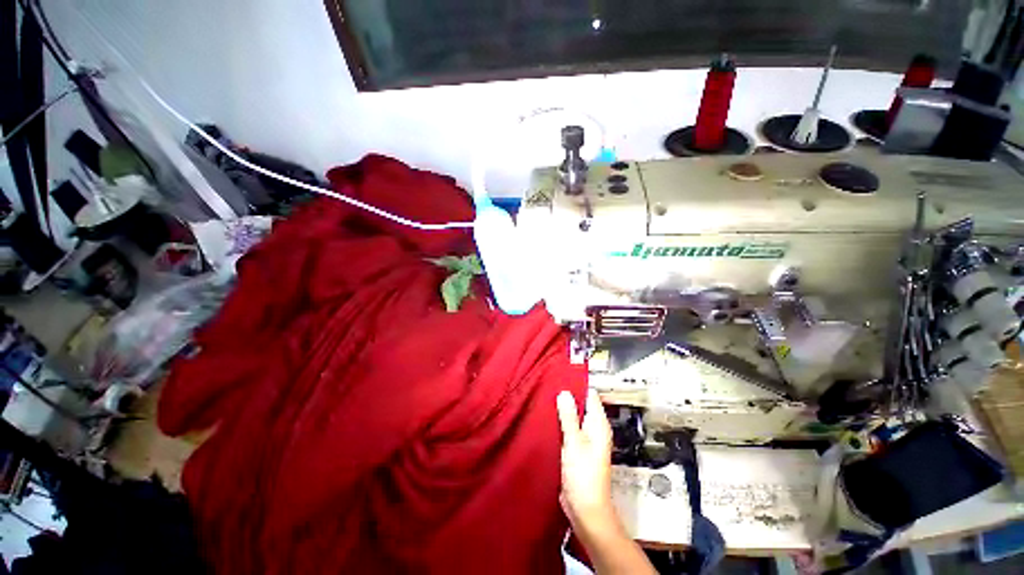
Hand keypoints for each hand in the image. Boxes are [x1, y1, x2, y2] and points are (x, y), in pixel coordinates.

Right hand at [557, 389, 615, 533]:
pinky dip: (561, 423)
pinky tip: (549, 419)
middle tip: (550, 386)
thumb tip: (565, 393)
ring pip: (574, 417)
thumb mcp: (574, 443)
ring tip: (547, 399)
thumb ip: (569, 417)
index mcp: (599, 425)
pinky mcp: (577, 449)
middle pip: (582, 405)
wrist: (586, 509)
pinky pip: (569, 429)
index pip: (591, 396)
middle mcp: (594, 430)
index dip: (577, 385)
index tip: (562, 376)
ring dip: (564, 411)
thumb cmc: (584, 476)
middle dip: (568, 397)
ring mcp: (586, 440)